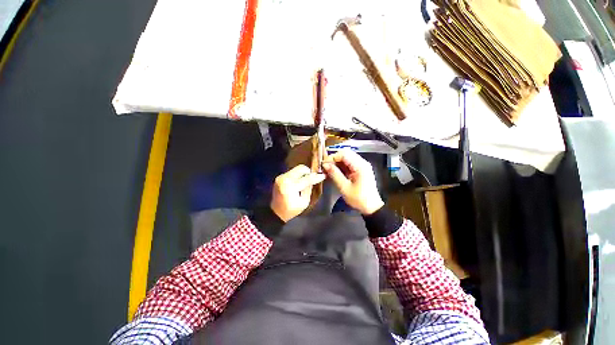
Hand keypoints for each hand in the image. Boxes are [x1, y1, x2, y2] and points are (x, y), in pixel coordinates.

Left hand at [271, 165, 325, 221]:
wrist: (276, 212)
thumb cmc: (291, 210)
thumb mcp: (304, 202)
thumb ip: (309, 189)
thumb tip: (313, 179)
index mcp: (290, 187)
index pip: (306, 179)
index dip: (316, 177)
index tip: (323, 175)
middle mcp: (284, 179)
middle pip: (300, 168)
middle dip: (309, 172)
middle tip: (313, 177)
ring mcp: (281, 176)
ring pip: (296, 169)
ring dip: (303, 173)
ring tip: (306, 181)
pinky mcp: (280, 176)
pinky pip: (292, 172)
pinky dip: (297, 175)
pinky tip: (299, 181)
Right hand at [322, 149, 383, 214]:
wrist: (372, 207)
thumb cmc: (358, 199)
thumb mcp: (344, 187)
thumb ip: (335, 174)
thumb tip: (325, 165)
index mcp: (360, 166)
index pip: (344, 154)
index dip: (332, 157)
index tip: (324, 165)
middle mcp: (362, 162)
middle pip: (345, 154)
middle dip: (334, 159)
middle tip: (325, 168)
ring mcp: (362, 165)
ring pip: (346, 158)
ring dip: (337, 163)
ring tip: (328, 171)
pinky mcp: (360, 169)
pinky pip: (349, 163)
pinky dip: (341, 166)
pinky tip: (335, 172)